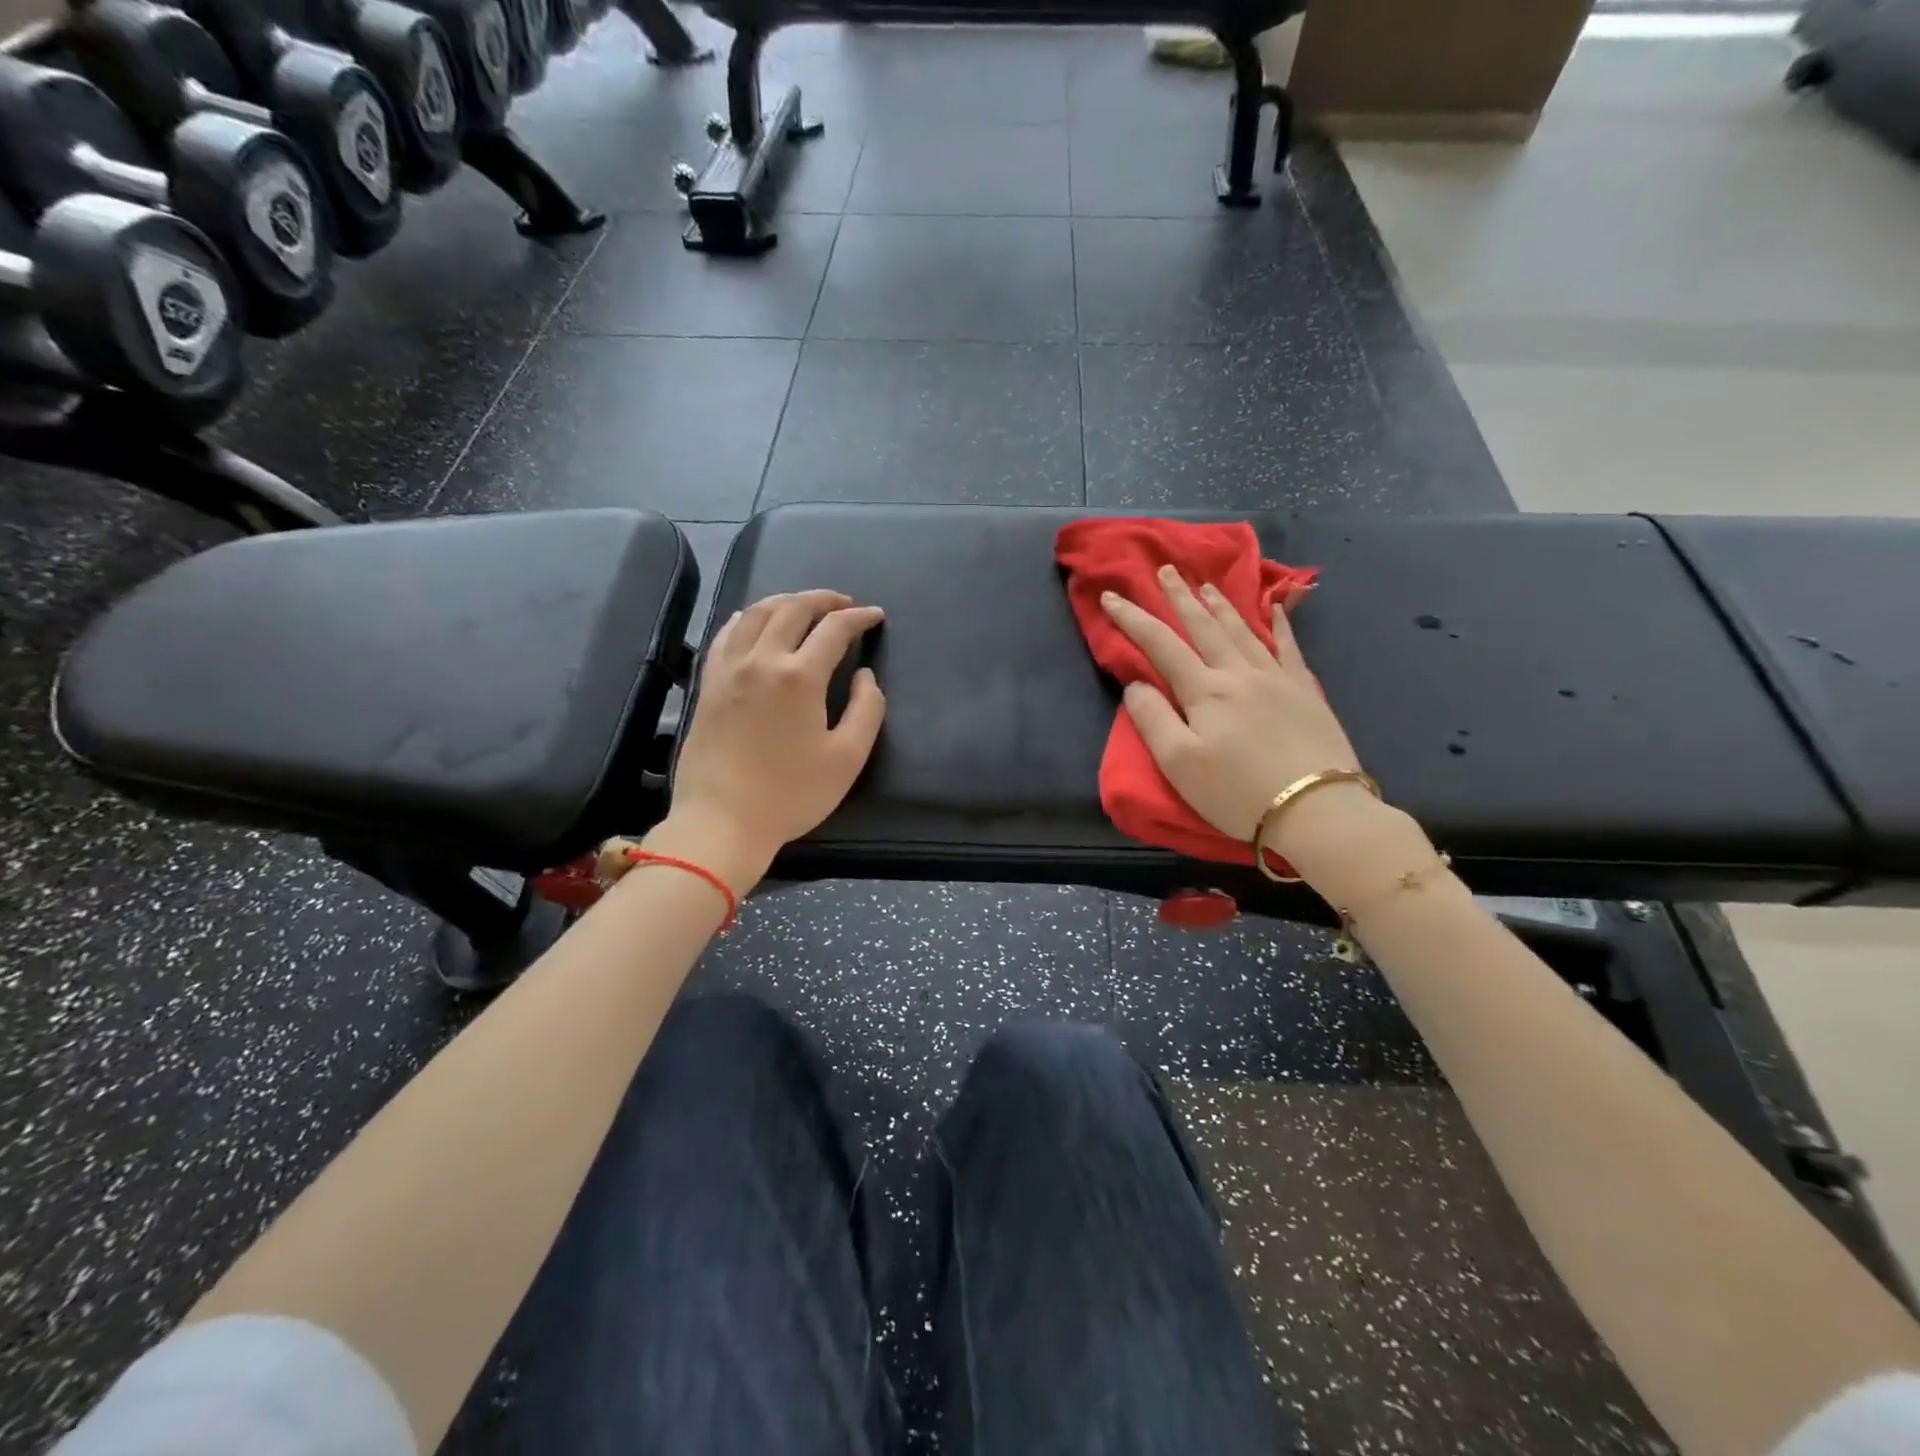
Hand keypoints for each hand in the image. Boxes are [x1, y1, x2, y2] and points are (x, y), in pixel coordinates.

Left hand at [662, 590, 885, 887]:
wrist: (722, 820)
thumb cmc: (791, 794)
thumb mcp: (847, 758)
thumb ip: (867, 709)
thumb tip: (864, 675)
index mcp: (800, 677)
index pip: (834, 629)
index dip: (859, 618)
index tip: (875, 616)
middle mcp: (762, 660)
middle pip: (793, 609)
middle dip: (823, 599)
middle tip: (844, 604)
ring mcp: (729, 669)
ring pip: (757, 614)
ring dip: (786, 601)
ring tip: (804, 605)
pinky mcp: (709, 684)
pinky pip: (727, 635)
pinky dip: (747, 618)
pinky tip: (754, 620)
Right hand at [1100, 565, 1363, 848]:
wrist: (1316, 810)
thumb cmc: (1237, 792)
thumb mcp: (1179, 763)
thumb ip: (1152, 718)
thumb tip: (1136, 684)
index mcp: (1204, 690)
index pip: (1160, 644)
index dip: (1133, 618)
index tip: (1112, 595)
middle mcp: (1239, 673)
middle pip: (1204, 626)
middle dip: (1180, 597)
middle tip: (1166, 570)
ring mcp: (1277, 678)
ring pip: (1243, 630)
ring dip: (1221, 605)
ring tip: (1207, 585)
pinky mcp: (1305, 692)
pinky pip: (1289, 647)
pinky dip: (1280, 624)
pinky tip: (1276, 608)